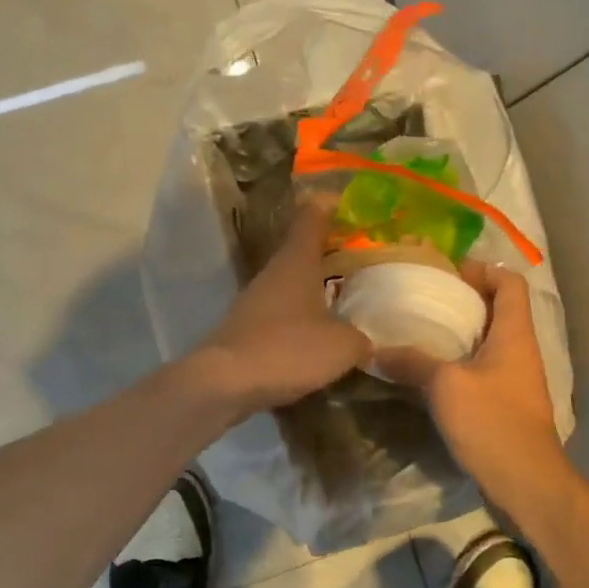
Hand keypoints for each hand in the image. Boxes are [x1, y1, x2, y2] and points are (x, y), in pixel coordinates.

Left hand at [194, 202, 371, 415]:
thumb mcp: (341, 346)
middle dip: (331, 252)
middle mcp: (273, 273)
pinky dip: (301, 319)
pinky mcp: (246, 329)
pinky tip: (319, 337)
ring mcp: (255, 301)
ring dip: (316, 288)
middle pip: (302, 251)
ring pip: (291, 284)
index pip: (312, 217)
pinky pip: (282, 315)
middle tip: (362, 259)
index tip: (351, 203)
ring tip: (347, 299)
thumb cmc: (287, 350)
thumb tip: (365, 341)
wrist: (223, 383)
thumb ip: (360, 338)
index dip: (331, 206)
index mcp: (296, 261)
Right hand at [376, 263, 573, 517]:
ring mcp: (516, 379)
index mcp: (514, 334)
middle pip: (499, 309)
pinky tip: (429, 373)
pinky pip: (483, 370)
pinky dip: (459, 363)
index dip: (483, 269)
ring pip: (489, 341)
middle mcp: (520, 350)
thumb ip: (412, 362)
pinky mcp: (507, 405)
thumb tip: (376, 350)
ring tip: (421, 332)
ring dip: (460, 333)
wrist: (526, 483)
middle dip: (464, 299)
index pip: (510, 283)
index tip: (448, 272)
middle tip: (425, 299)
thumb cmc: (492, 422)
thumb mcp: (446, 386)